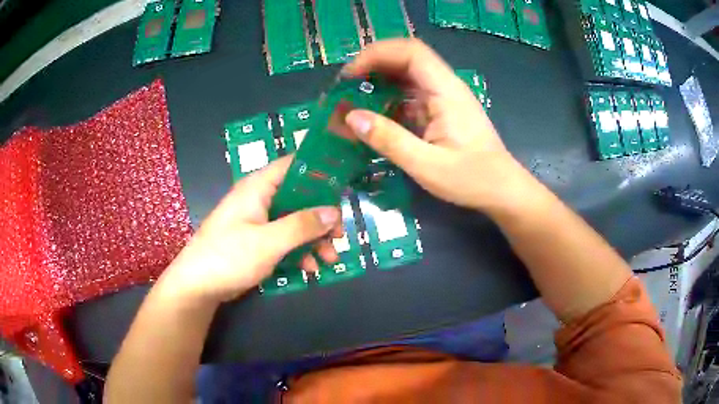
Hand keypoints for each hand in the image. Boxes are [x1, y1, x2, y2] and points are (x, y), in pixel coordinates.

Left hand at [158, 157, 341, 303]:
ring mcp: (258, 221)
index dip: (319, 170)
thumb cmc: (229, 256)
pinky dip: (299, 251)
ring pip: (294, 221)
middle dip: (322, 216)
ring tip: (330, 259)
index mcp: (258, 187)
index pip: (294, 164)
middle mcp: (260, 199)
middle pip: (299, 197)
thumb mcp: (268, 241)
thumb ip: (302, 225)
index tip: (343, 185)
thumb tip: (334, 212)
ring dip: (314, 238)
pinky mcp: (257, 240)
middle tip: (340, 235)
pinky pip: (284, 239)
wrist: (197, 285)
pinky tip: (310, 268)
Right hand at [343, 39, 531, 213]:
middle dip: (372, 67)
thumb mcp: (427, 166)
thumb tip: (351, 117)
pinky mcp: (441, 112)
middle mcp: (445, 87)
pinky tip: (373, 117)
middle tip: (345, 88)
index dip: (377, 54)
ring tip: (352, 101)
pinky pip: (410, 96)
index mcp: (446, 91)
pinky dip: (388, 101)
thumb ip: (389, 140)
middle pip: (406, 59)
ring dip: (378, 83)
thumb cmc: (472, 179)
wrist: (502, 191)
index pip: (410, 52)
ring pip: (406, 76)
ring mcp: (443, 99)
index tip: (350, 75)